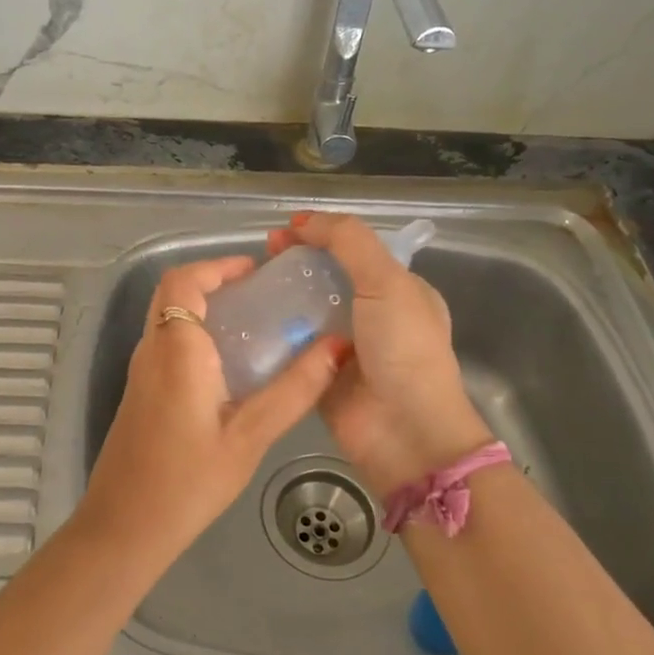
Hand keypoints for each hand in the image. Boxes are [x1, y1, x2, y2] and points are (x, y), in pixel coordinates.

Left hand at [75, 254, 344, 563]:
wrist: (124, 528)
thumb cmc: (189, 481)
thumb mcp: (250, 436)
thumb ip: (294, 389)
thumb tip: (338, 347)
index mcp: (176, 349)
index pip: (184, 281)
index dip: (217, 265)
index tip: (255, 270)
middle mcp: (151, 351)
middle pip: (173, 293)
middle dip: (213, 281)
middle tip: (259, 294)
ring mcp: (140, 373)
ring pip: (167, 318)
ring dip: (203, 307)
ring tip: (252, 323)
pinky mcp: (139, 393)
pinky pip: (166, 344)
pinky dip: (194, 333)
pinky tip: (229, 365)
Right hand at [267, 213, 492, 492]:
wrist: (406, 433)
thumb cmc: (404, 351)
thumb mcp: (388, 282)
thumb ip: (349, 242)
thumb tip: (302, 221)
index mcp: (399, 289)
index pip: (354, 249)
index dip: (320, 234)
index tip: (283, 232)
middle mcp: (373, 315)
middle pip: (326, 278)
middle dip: (295, 263)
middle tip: (261, 257)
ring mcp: (346, 347)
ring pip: (306, 311)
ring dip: (280, 297)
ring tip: (247, 285)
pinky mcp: (321, 375)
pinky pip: (293, 347)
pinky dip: (274, 334)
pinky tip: (247, 321)